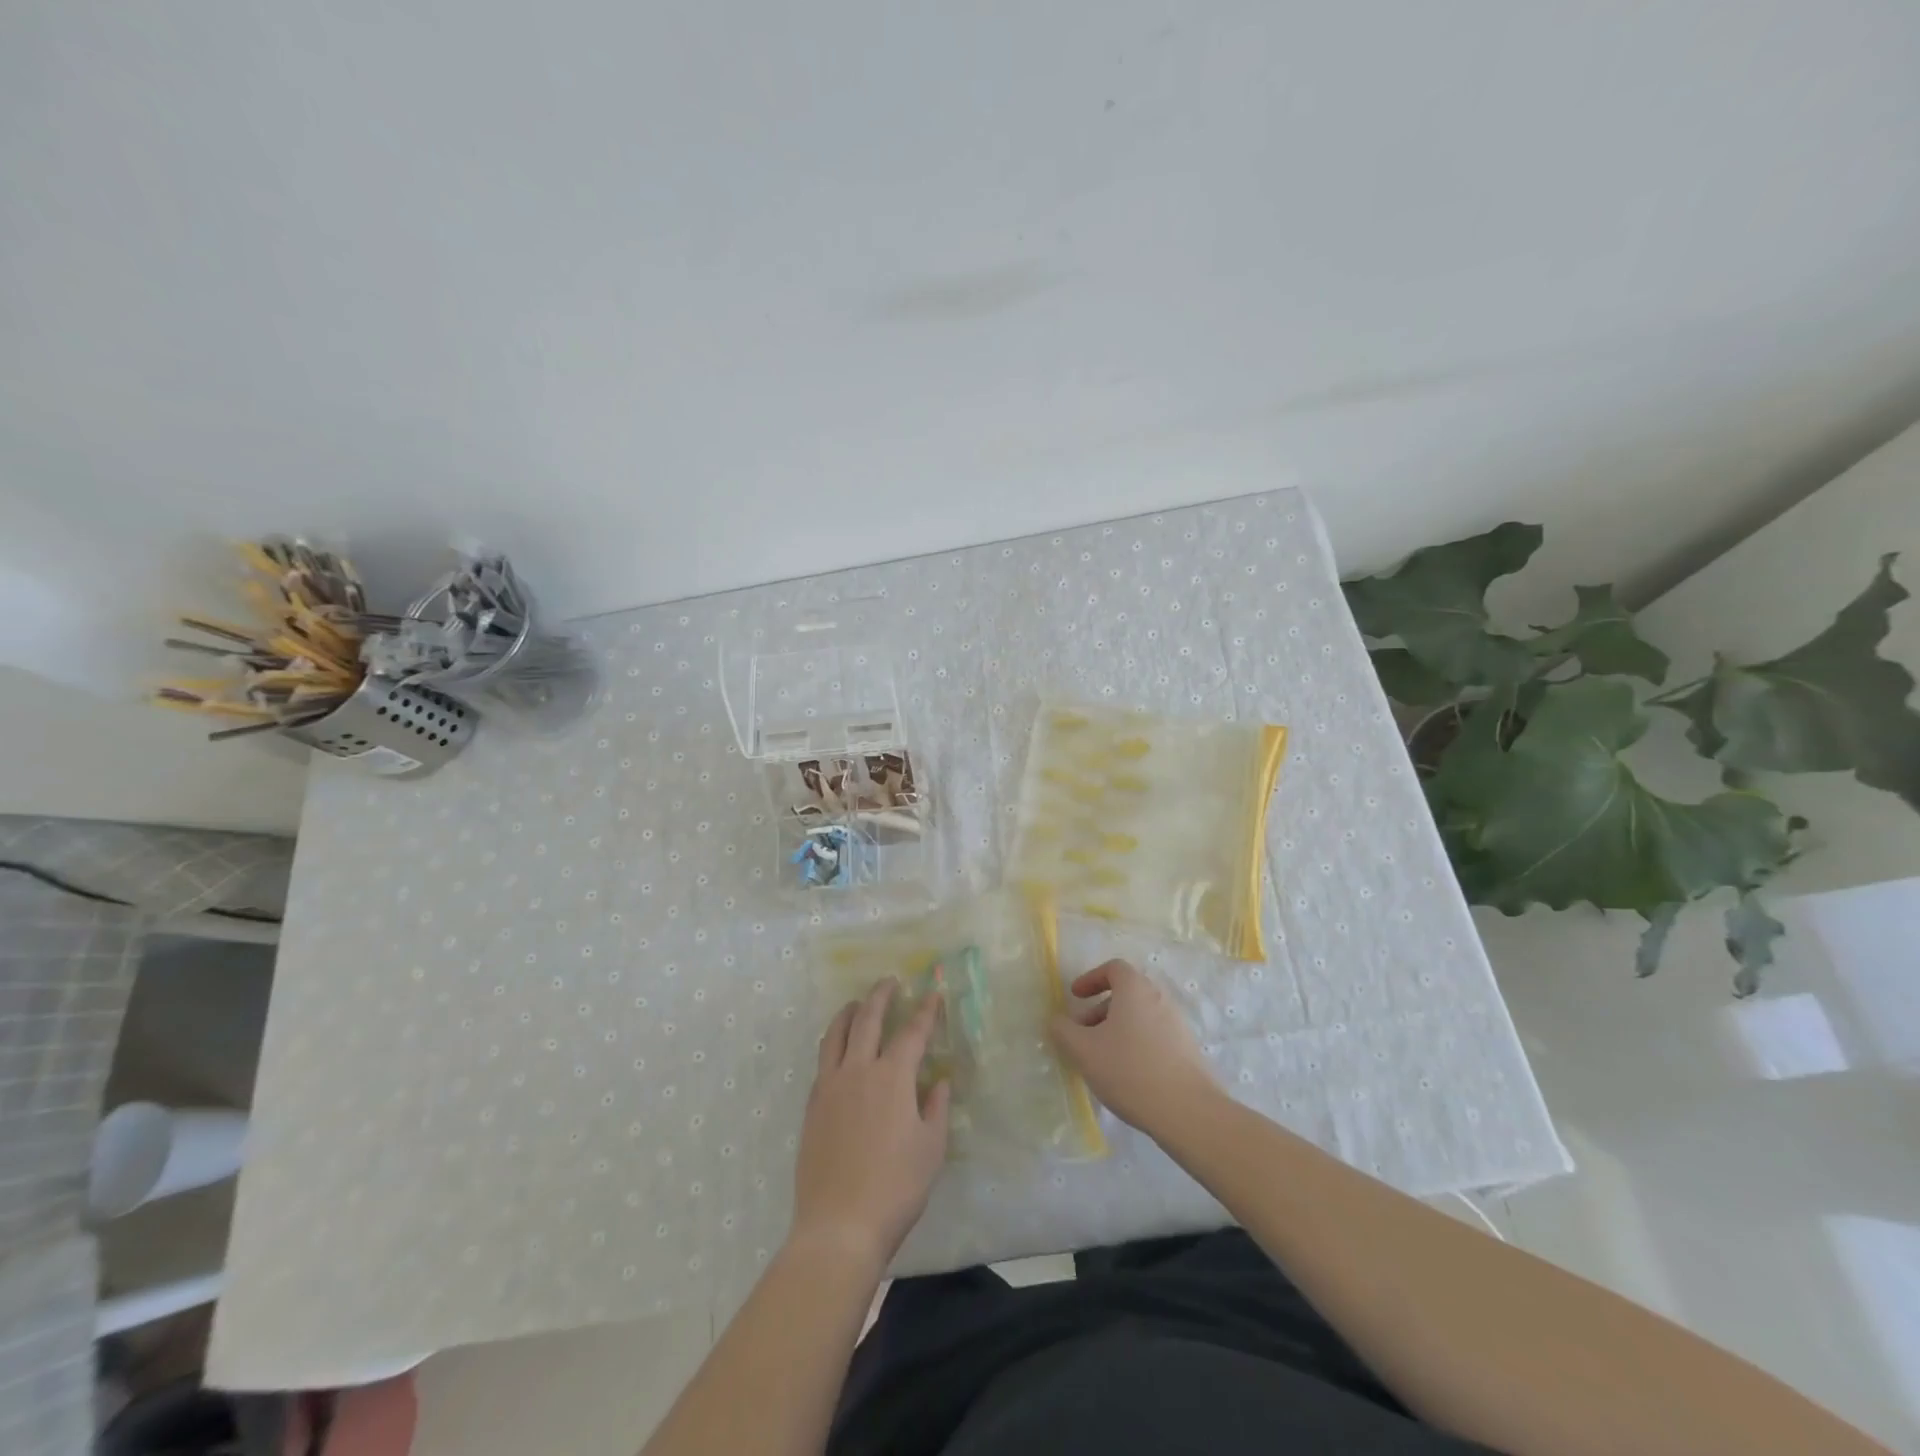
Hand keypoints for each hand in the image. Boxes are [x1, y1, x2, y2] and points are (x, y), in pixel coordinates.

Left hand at [791, 978, 949, 1270]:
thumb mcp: (931, 1149)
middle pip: (867, 1020)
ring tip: (856, 1004)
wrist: (839, 1226)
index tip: (933, 993)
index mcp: (892, 1078)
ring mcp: (829, 1087)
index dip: (925, 1011)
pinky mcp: (812, 1106)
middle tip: (889, 982)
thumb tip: (939, 1082)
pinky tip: (839, 1050)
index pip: (912, 1032)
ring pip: (836, 1035)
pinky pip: (822, 1062)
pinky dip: (833, 1044)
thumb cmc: (896, 1188)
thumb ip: (936, 1109)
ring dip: (848, 1013)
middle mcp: (858, 1071)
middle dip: (880, 996)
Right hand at [1050, 958, 1219, 1135]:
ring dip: (1117, 1028)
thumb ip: (1063, 1030)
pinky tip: (1127, 1073)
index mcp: (1135, 989)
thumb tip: (1057, 1020)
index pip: (1113, 968)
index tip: (1075, 997)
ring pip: (1140, 1015)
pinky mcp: (1187, 1048)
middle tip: (1082, 1033)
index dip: (1091, 978)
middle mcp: (1159, 998)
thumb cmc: (1129, 1070)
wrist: (1187, 1110)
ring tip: (1102, 1058)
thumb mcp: (1083, 1050)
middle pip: (1126, 993)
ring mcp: (1177, 1023)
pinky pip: (1155, 1034)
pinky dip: (1136, 1042)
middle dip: (1099, 1009)